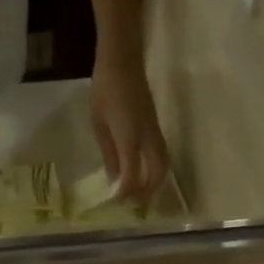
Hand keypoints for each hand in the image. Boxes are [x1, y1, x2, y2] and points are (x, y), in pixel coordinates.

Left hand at [90, 59, 169, 202]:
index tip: (117, 202)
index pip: (132, 174)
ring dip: (156, 181)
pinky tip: (143, 173)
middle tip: (135, 204)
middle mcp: (147, 137)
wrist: (123, 60)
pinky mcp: (156, 126)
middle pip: (157, 172)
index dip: (126, 192)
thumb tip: (114, 180)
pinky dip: (156, 169)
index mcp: (129, 136)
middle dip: (148, 191)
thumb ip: (108, 153)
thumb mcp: (99, 123)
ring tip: (142, 192)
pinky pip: (162, 154)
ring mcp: (155, 131)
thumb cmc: (104, 89)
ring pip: (164, 164)